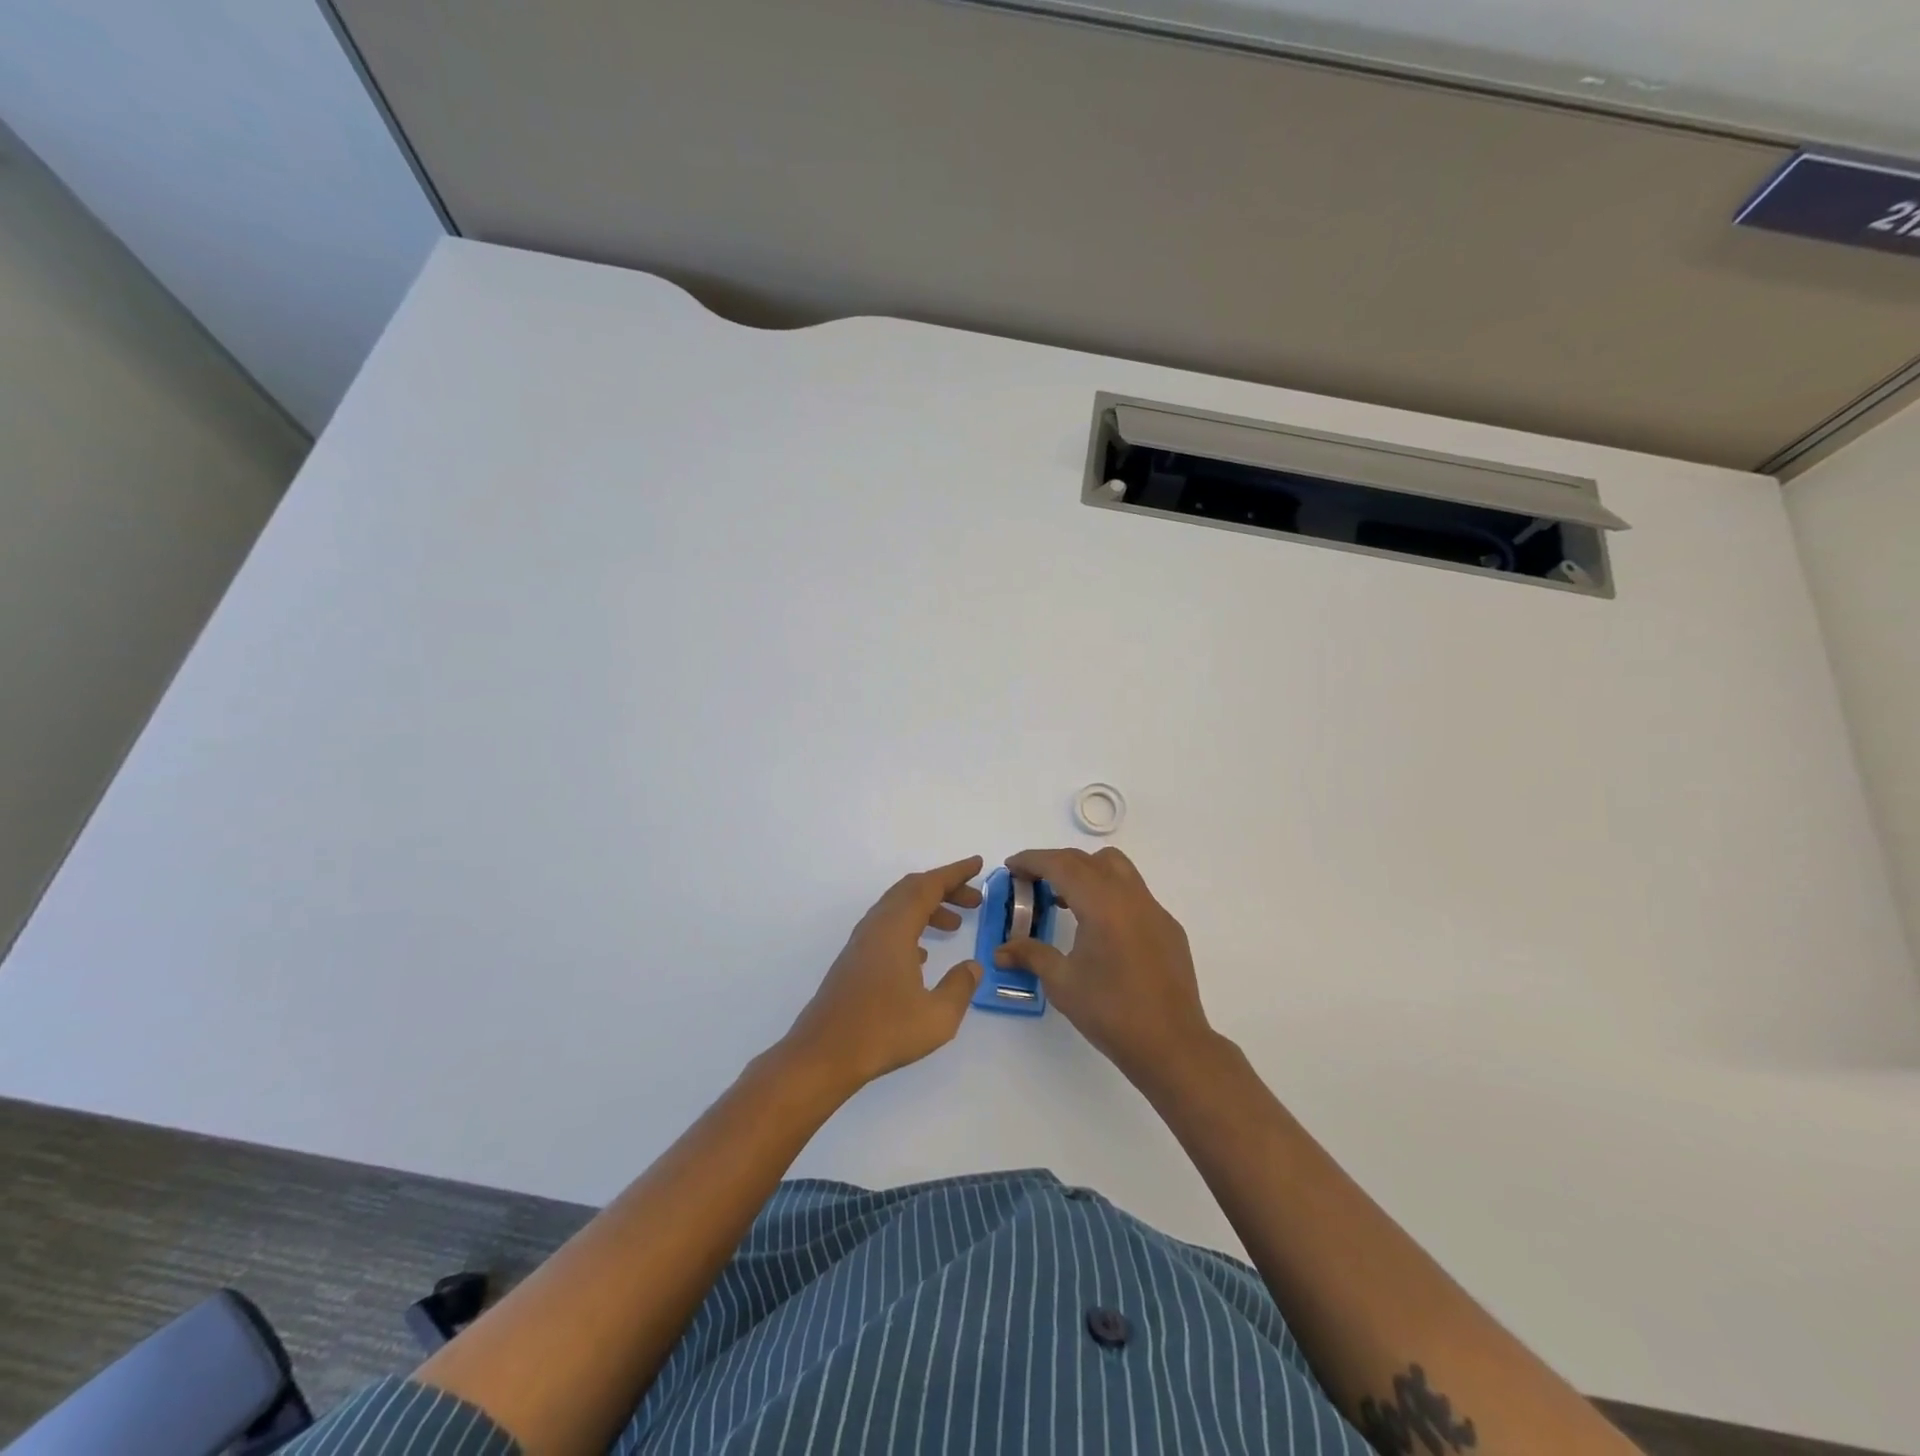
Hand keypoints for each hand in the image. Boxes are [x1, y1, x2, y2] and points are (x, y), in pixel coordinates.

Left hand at [783, 856, 985, 1091]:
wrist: (823, 1055)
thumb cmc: (883, 1032)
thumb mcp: (937, 1016)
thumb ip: (960, 987)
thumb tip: (973, 966)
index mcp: (895, 929)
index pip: (929, 886)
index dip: (955, 873)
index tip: (977, 864)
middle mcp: (876, 927)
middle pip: (911, 891)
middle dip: (945, 889)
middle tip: (974, 900)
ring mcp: (861, 944)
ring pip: (898, 909)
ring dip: (928, 909)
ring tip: (955, 926)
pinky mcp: (854, 961)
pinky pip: (888, 928)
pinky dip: (911, 928)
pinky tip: (922, 955)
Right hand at [995, 847, 1216, 1084]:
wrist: (1171, 1045)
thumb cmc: (1111, 1012)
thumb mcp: (1062, 983)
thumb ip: (1030, 956)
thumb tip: (1000, 951)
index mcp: (1102, 904)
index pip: (1062, 865)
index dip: (1032, 860)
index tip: (1011, 867)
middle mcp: (1130, 896)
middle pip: (1087, 860)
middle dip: (1055, 863)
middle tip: (1030, 883)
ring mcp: (1154, 910)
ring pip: (1116, 868)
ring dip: (1086, 871)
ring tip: (1064, 900)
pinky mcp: (1167, 927)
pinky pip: (1134, 893)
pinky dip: (1109, 893)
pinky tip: (1100, 929)